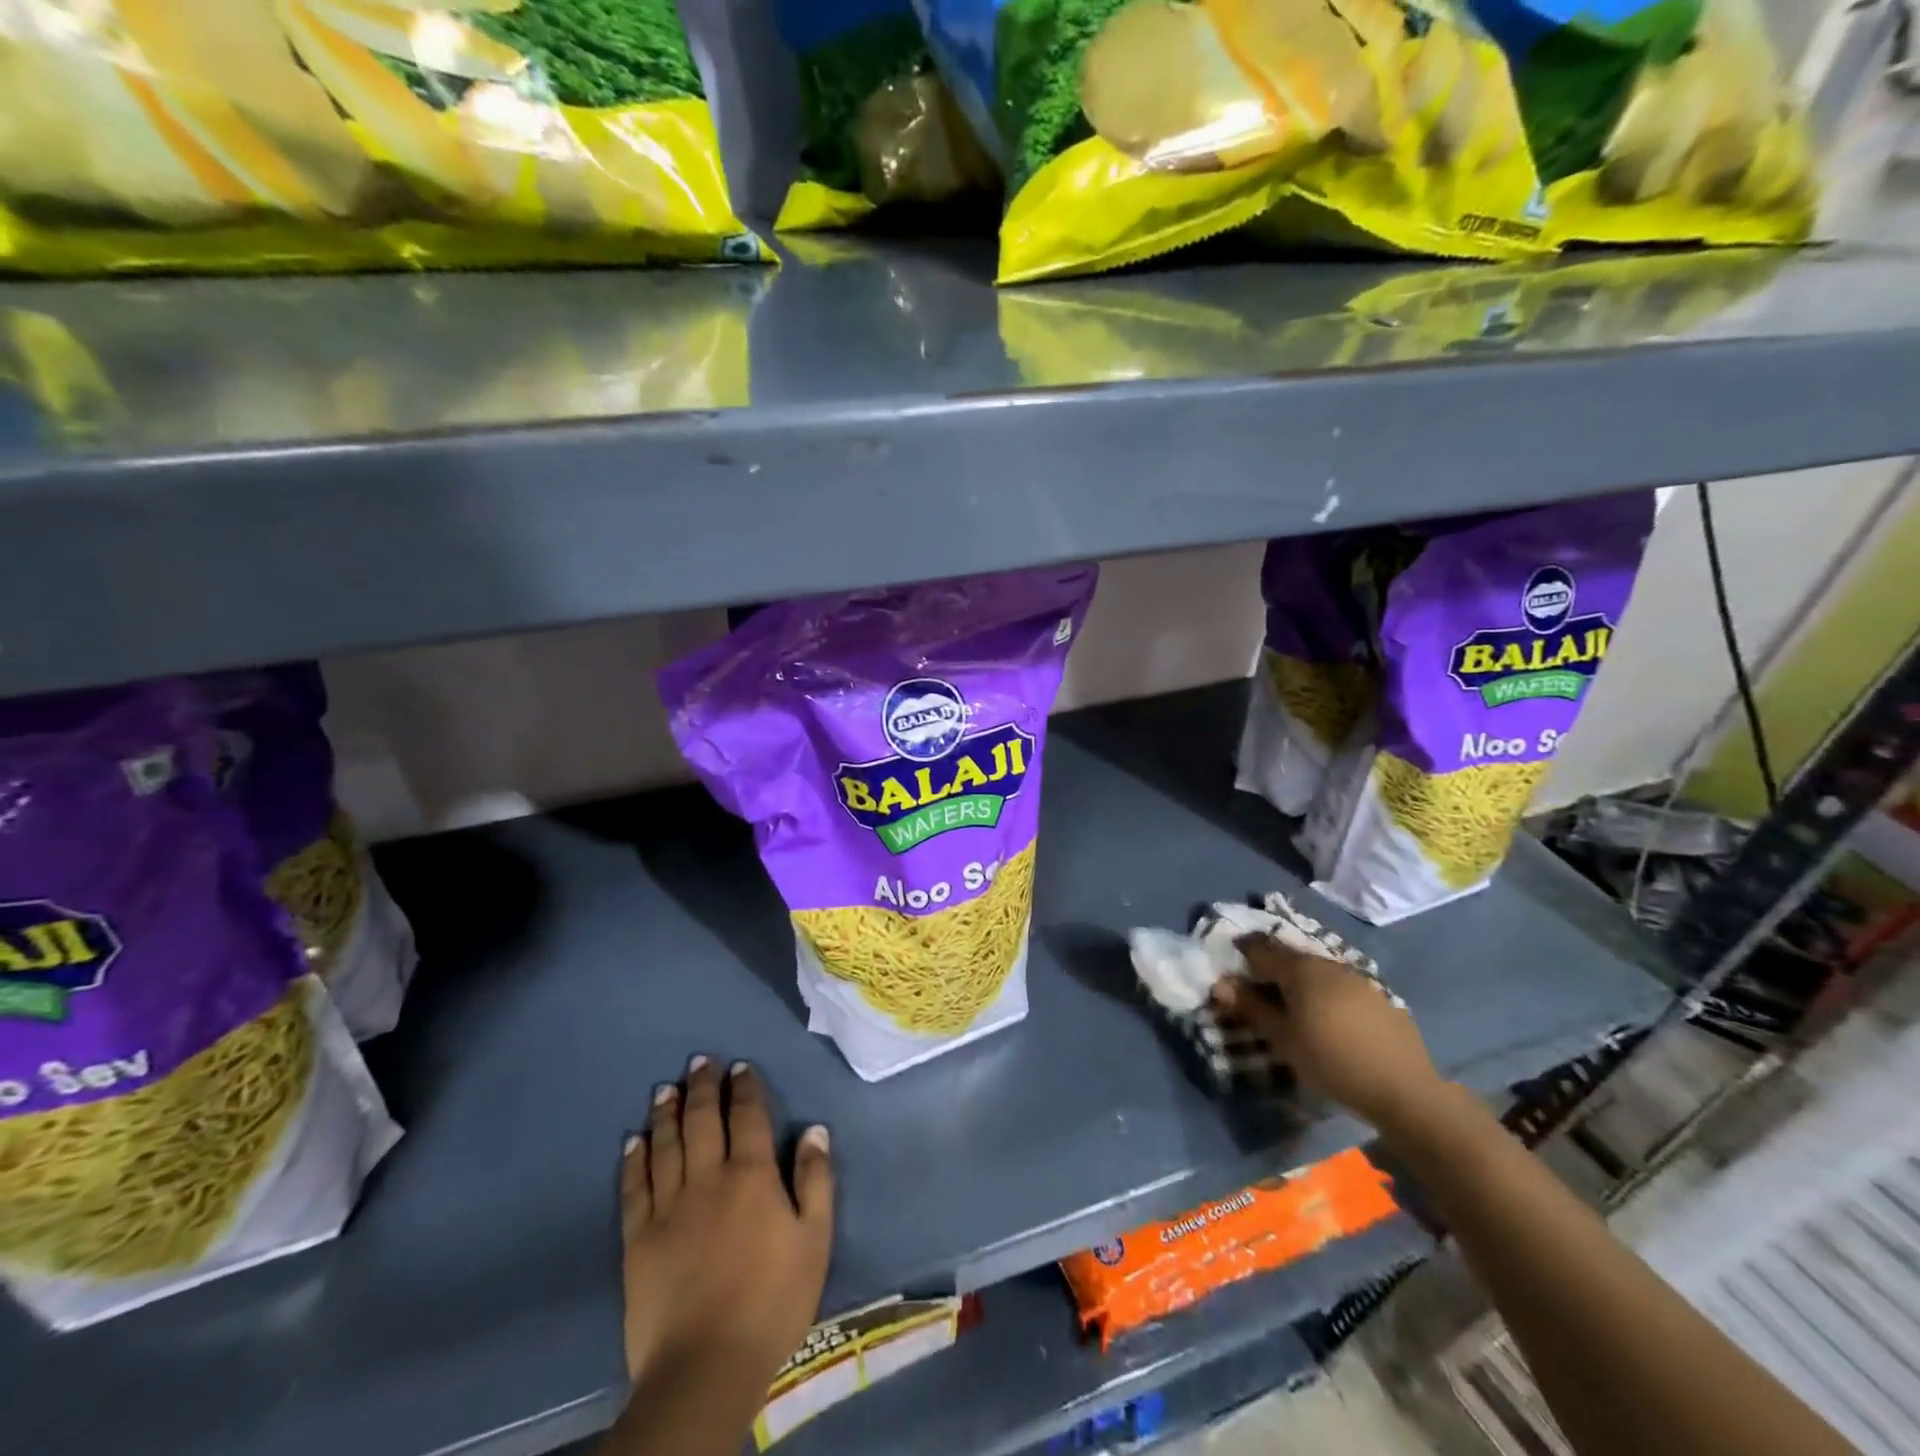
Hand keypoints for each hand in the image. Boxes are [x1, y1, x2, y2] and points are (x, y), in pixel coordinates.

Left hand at [620, 1057, 833, 1393]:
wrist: (705, 1367)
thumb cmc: (772, 1302)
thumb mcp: (814, 1241)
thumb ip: (815, 1180)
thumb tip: (814, 1130)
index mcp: (751, 1176)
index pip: (748, 1117)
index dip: (744, 1088)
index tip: (739, 1067)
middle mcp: (708, 1179)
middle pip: (702, 1120)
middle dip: (702, 1087)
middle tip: (699, 1061)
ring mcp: (669, 1207)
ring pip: (665, 1145)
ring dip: (666, 1112)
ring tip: (665, 1088)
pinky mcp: (639, 1239)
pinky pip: (635, 1188)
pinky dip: (634, 1160)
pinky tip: (633, 1141)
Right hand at [1213, 935, 1443, 1132]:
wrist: (1405, 1089)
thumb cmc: (1331, 1060)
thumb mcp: (1282, 1038)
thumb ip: (1250, 1007)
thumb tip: (1220, 983)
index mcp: (1299, 968)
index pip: (1260, 948)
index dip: (1241, 953)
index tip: (1229, 967)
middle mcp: (1327, 963)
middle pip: (1289, 957)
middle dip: (1269, 967)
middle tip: (1256, 989)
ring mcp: (1356, 978)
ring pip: (1316, 970)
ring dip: (1298, 981)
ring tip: (1291, 1006)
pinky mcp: (1378, 997)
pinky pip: (1339, 985)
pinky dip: (1324, 993)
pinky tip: (1326, 1018)